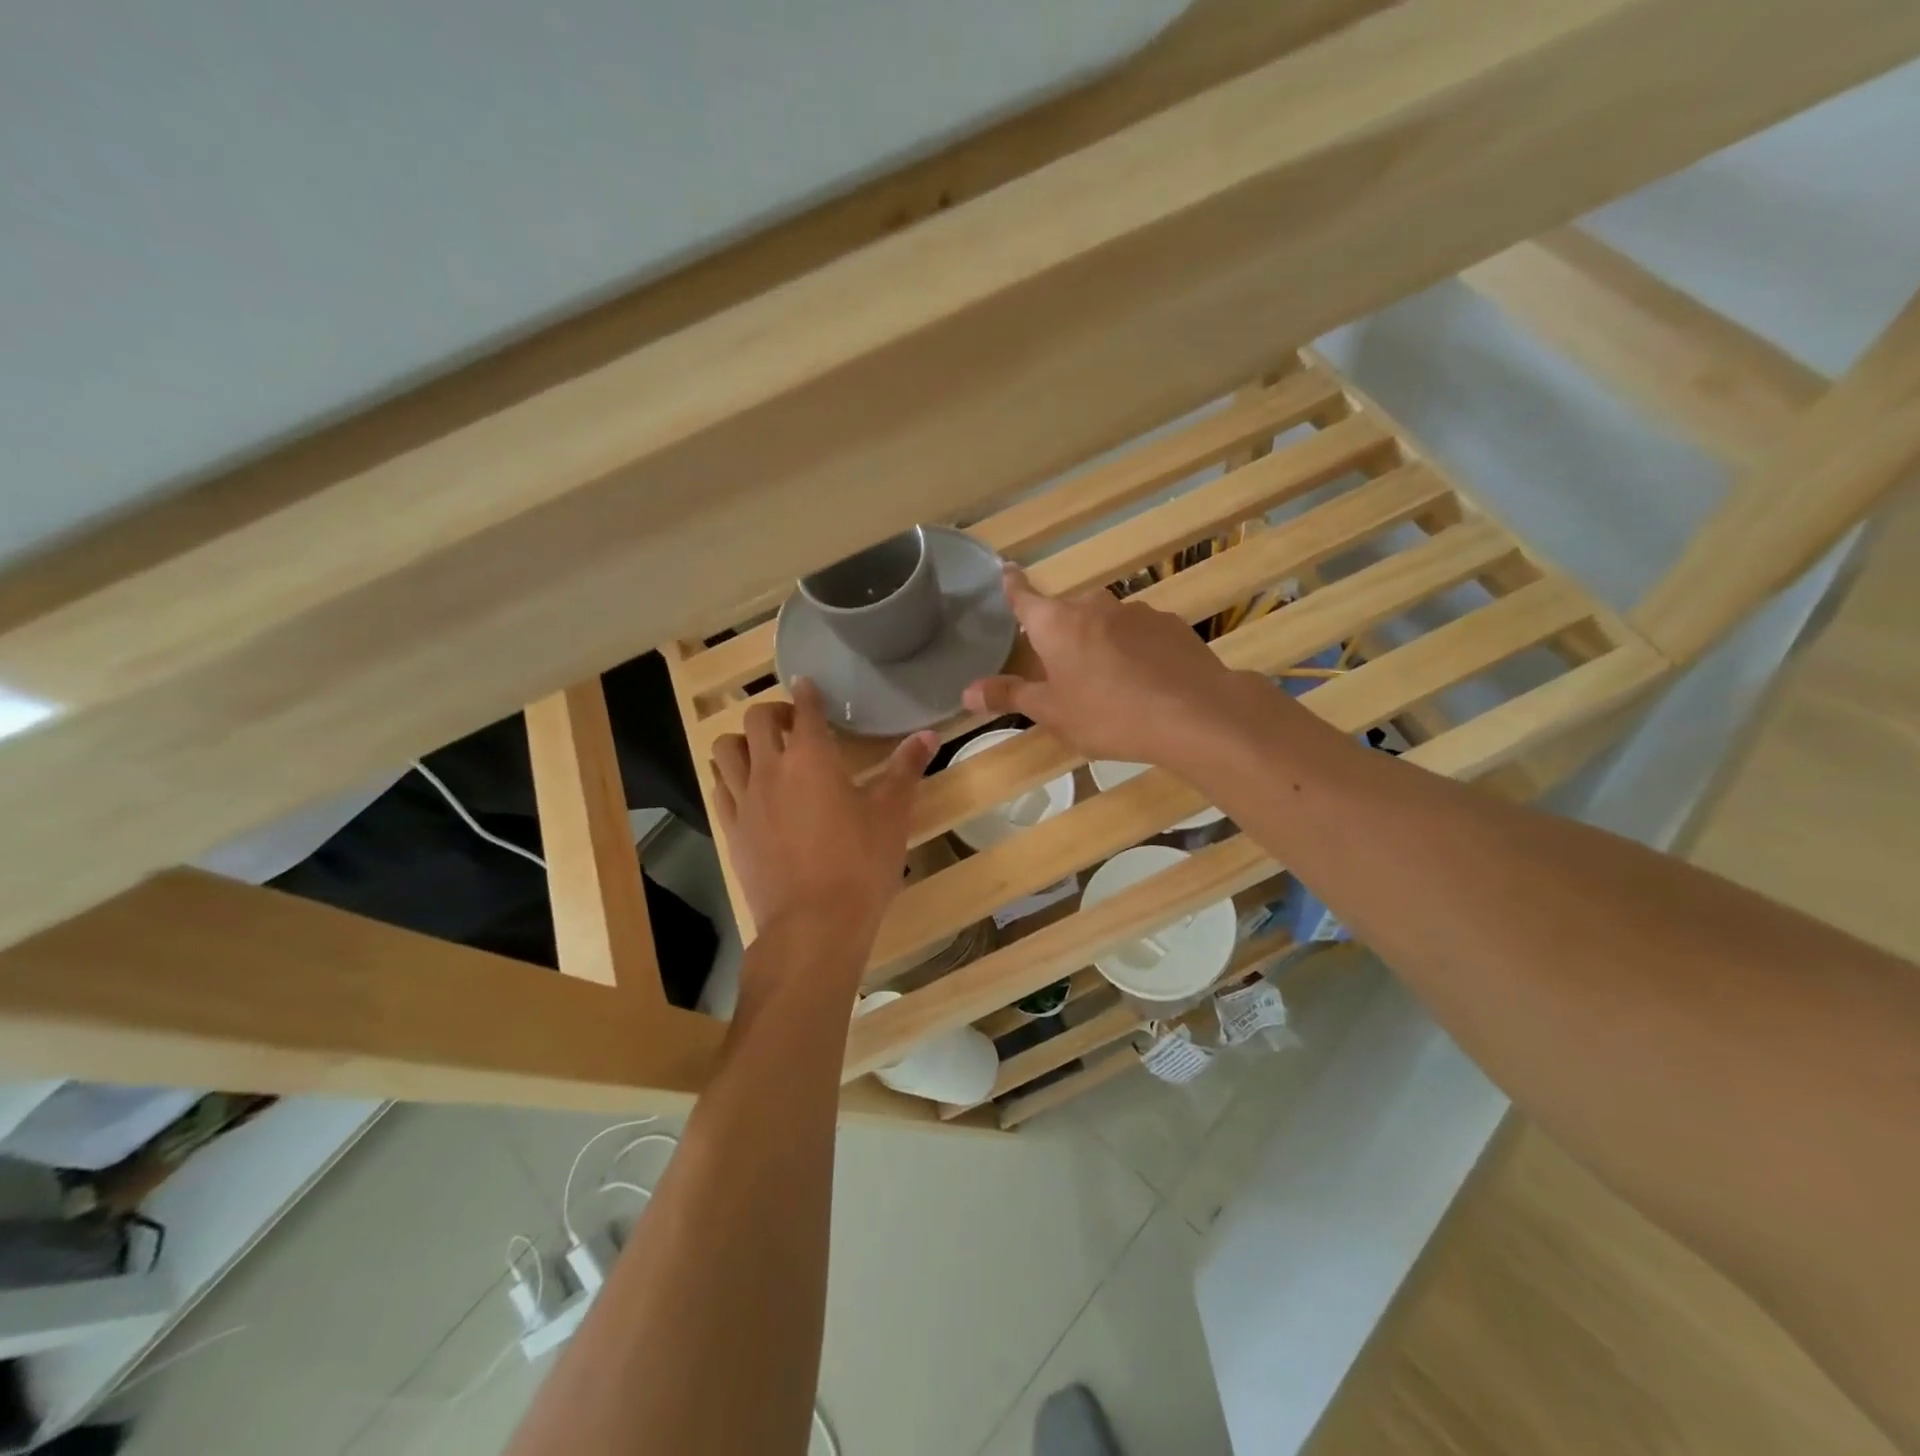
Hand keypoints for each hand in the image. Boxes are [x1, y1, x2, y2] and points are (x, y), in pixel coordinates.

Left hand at [711, 679, 936, 947]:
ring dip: (744, 740)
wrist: (813, 924)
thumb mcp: (891, 815)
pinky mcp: (732, 831)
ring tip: (765, 752)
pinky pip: (720, 788)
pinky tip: (748, 789)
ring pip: (727, 749)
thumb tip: (928, 735)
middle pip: (756, 719)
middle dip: (774, 711)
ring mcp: (744, 800)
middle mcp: (770, 769)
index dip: (807, 692)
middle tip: (795, 725)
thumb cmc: (860, 864)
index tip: (808, 685)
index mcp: (812, 758)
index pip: (805, 709)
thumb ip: (906, 769)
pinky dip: (730, 777)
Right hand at [963, 565, 1249, 766]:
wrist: (1194, 713)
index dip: (1012, 585)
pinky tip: (1144, 680)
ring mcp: (1136, 611)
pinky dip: (1132, 649)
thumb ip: (1010, 696)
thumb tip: (966, 691)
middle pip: (1066, 613)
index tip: (1005, 569)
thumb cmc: (1109, 714)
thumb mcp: (1053, 712)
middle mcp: (1093, 606)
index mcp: (1056, 623)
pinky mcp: (1170, 624)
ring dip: (1098, 641)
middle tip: (1060, 667)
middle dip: (1059, 633)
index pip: (1024, 596)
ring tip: (1107, 681)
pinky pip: (1138, 633)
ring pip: (1104, 622)